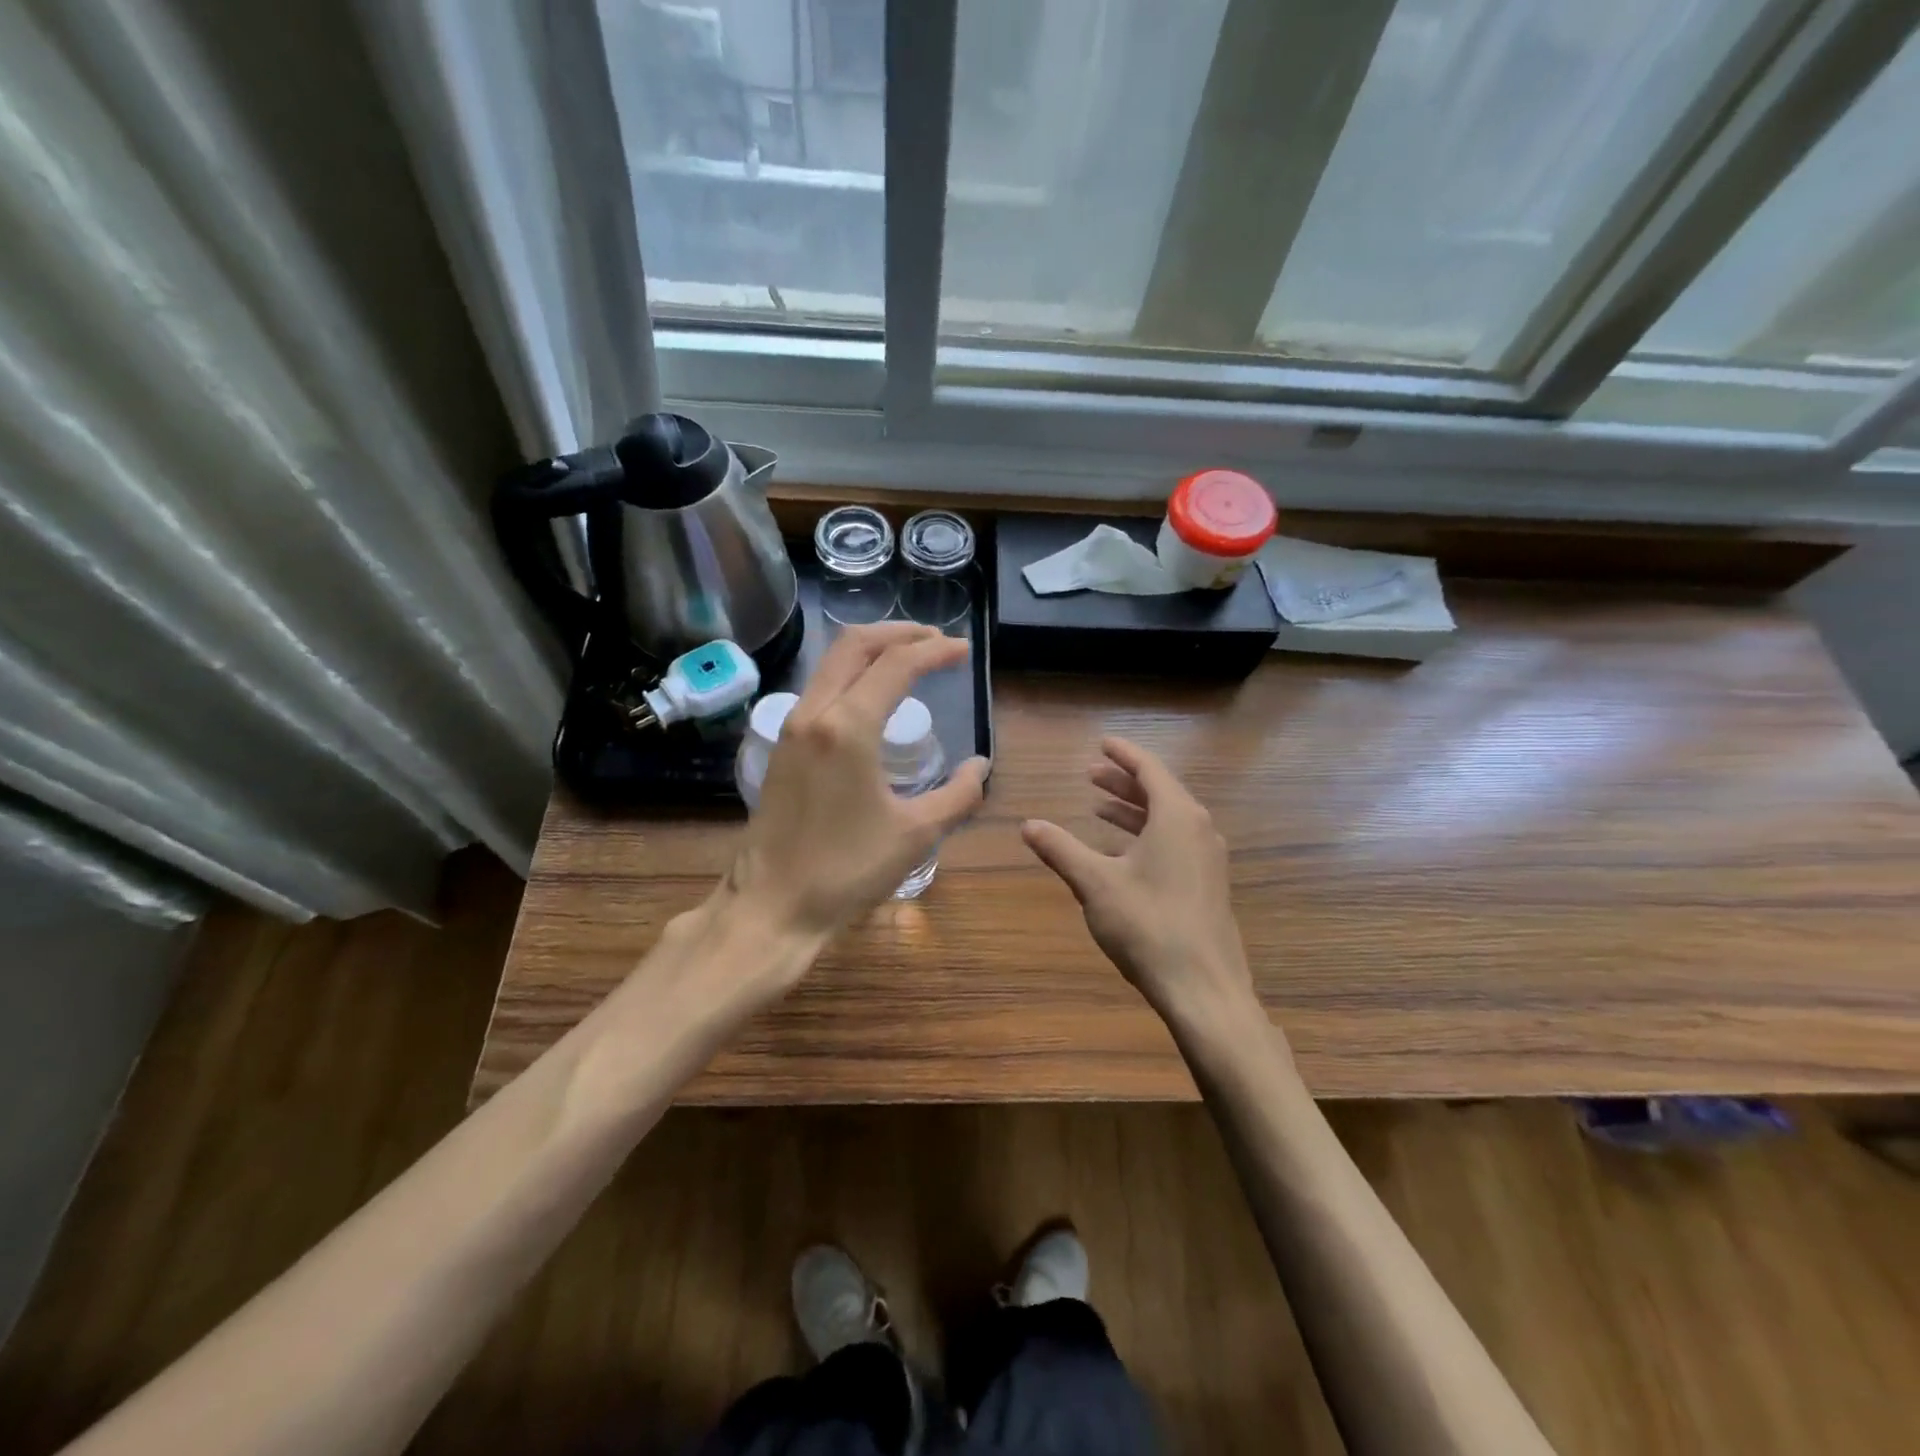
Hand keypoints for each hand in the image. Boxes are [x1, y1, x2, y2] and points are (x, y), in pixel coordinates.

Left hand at [726, 623, 988, 943]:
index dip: (934, 651)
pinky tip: (873, 697)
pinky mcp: (782, 746)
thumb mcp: (916, 834)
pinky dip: (852, 675)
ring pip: (832, 663)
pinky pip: (820, 688)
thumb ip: (958, 795)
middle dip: (898, 633)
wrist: (771, 905)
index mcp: (848, 727)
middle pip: (855, 645)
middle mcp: (814, 713)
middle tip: (935, 641)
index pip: (896, 665)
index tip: (963, 651)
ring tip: (909, 659)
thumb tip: (980, 767)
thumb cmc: (846, 870)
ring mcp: (791, 727)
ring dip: (872, 651)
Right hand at [1021, 737, 1259, 1033]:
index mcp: (1177, 817)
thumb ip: (1061, 850)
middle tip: (1090, 775)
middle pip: (1160, 791)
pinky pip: (1176, 842)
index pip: (1149, 769)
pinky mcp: (1208, 885)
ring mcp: (1208, 859)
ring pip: (1168, 819)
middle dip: (1123, 781)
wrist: (1204, 989)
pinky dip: (1146, 835)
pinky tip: (1121, 853)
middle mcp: (1199, 829)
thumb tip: (1028, 825)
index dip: (1123, 754)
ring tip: (1098, 808)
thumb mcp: (1096, 884)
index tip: (1103, 742)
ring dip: (1133, 810)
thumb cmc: (1148, 925)